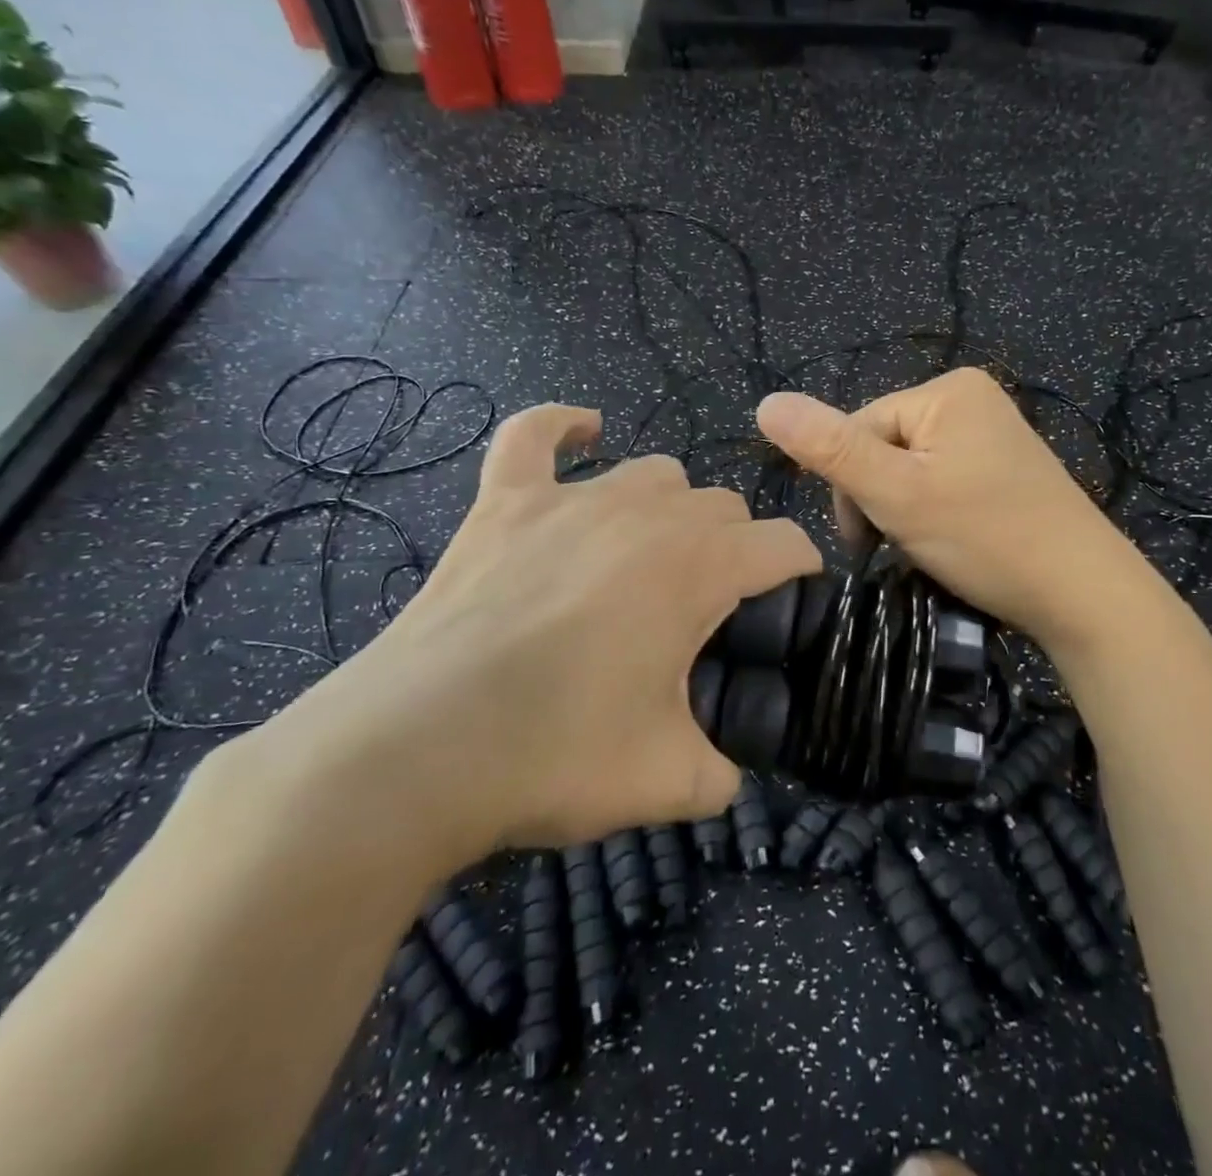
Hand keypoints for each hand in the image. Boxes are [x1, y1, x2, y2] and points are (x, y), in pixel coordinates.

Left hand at [228, 403, 821, 878]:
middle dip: (735, 549)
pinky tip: (583, 433)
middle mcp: (645, 514)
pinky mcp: (503, 503)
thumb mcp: (670, 782)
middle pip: (723, 505)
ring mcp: (569, 500)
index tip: (792, 609)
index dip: (802, 574)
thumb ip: (725, 773)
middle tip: (710, 613)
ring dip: (671, 508)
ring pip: (654, 473)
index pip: (784, 544)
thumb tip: (730, 772)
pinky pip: (534, 435)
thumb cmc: (554, 758)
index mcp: (698, 567)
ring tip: (652, 558)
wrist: (410, 756)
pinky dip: (562, 428)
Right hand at [756, 368, 1146, 649]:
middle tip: (899, 548)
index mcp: (947, 389)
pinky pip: (944, 481)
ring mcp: (994, 434)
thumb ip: (829, 448)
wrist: (1083, 593)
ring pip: (911, 469)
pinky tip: (951, 542)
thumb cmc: (986, 537)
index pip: (859, 427)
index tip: (865, 541)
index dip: (850, 485)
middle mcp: (973, 398)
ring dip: (903, 511)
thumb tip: (765, 402)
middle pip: (885, 446)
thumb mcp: (896, 493)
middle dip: (879, 499)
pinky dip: (934, 513)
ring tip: (928, 549)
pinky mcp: (1006, 469)